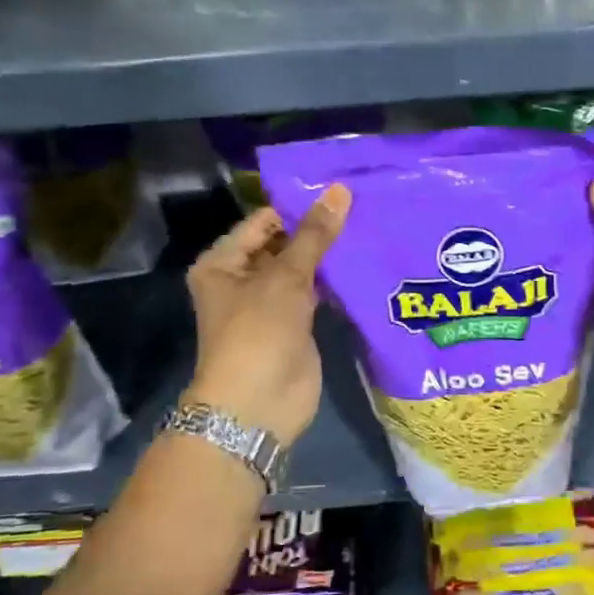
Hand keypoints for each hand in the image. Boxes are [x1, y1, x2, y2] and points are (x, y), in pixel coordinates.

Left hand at [183, 186, 350, 444]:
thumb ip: (315, 235)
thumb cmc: (258, 332)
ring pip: (302, 270)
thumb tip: (340, 190)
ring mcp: (270, 304)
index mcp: (223, 262)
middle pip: (283, 244)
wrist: (258, 404)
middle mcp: (242, 280)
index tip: (339, 190)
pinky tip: (364, 262)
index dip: (298, 205)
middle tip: (362, 204)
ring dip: (329, 256)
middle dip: (318, 230)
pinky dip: (335, 282)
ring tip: (369, 225)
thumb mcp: (286, 277)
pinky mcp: (295, 325)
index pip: (263, 221)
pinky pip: (316, 294)